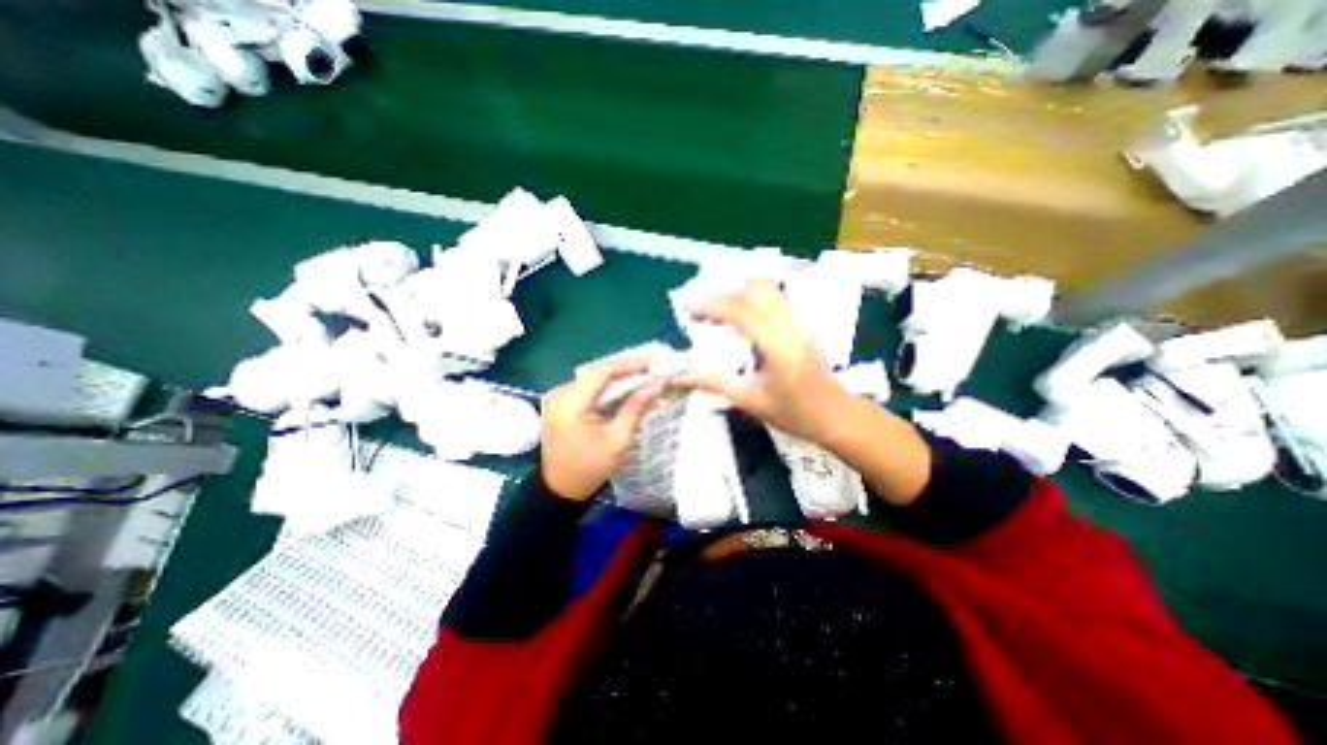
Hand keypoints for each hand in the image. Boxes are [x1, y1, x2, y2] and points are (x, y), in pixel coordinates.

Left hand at [538, 359, 669, 499]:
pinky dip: (605, 386)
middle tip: (652, 369)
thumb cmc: (589, 468)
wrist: (559, 490)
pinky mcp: (558, 403)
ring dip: (616, 376)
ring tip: (642, 375)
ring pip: (592, 377)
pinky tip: (623, 387)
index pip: (603, 372)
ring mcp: (556, 397)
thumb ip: (636, 407)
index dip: (630, 365)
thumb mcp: (617, 439)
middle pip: (597, 372)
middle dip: (626, 368)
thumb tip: (658, 383)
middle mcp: (559, 394)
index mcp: (571, 404)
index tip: (653, 364)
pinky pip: (585, 386)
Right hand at [675, 278, 849, 442]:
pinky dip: (752, 296)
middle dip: (724, 290)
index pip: (741, 312)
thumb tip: (680, 377)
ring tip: (715, 305)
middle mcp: (790, 326)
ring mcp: (800, 321)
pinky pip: (775, 298)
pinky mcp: (802, 323)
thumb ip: (715, 383)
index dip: (711, 305)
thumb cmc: (795, 413)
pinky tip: (739, 311)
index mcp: (778, 346)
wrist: (836, 415)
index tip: (686, 307)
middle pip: (757, 289)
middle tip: (700, 305)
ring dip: (738, 290)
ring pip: (768, 289)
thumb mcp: (751, 401)